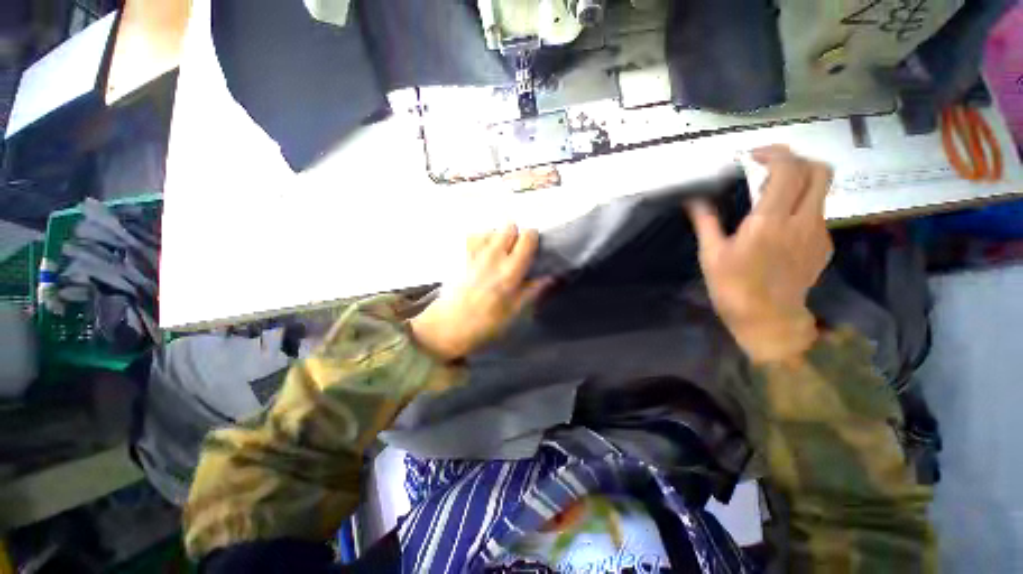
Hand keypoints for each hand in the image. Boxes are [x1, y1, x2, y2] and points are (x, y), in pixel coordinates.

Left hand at [410, 225, 548, 360]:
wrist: (449, 325)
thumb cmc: (486, 323)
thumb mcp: (516, 311)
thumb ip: (534, 290)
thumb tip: (551, 277)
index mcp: (510, 271)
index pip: (528, 236)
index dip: (533, 239)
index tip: (532, 249)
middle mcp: (493, 255)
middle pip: (509, 225)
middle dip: (515, 235)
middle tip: (514, 253)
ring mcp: (474, 252)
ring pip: (491, 228)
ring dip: (497, 237)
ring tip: (496, 254)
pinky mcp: (460, 254)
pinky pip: (474, 235)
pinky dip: (481, 240)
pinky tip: (481, 254)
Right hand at [687, 146, 833, 363]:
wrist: (768, 319)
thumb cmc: (733, 287)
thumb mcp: (711, 255)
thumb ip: (706, 222)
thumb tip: (693, 200)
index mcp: (769, 222)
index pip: (788, 170)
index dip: (775, 153)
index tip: (754, 156)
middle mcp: (801, 221)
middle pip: (820, 171)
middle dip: (797, 159)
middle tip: (770, 168)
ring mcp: (818, 233)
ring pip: (821, 190)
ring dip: (799, 182)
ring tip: (771, 195)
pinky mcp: (823, 245)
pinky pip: (817, 213)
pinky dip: (801, 206)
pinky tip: (780, 225)